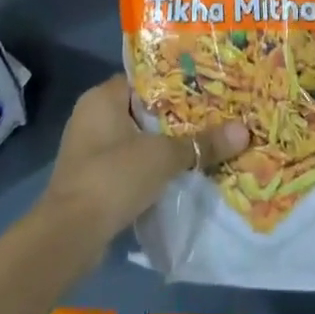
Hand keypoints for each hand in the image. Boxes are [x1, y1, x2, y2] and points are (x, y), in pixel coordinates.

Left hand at [38, 76, 248, 256]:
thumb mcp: (163, 157)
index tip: (207, 85)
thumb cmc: (113, 177)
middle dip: (176, 114)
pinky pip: (130, 161)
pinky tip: (181, 169)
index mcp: (102, 98)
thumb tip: (244, 131)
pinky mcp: (94, 177)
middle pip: (143, 108)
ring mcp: (91, 148)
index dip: (175, 81)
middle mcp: (93, 116)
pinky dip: (152, 164)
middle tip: (215, 113)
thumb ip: (202, 142)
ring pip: (138, 137)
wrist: (70, 235)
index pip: (144, 78)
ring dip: (165, 142)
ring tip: (205, 140)